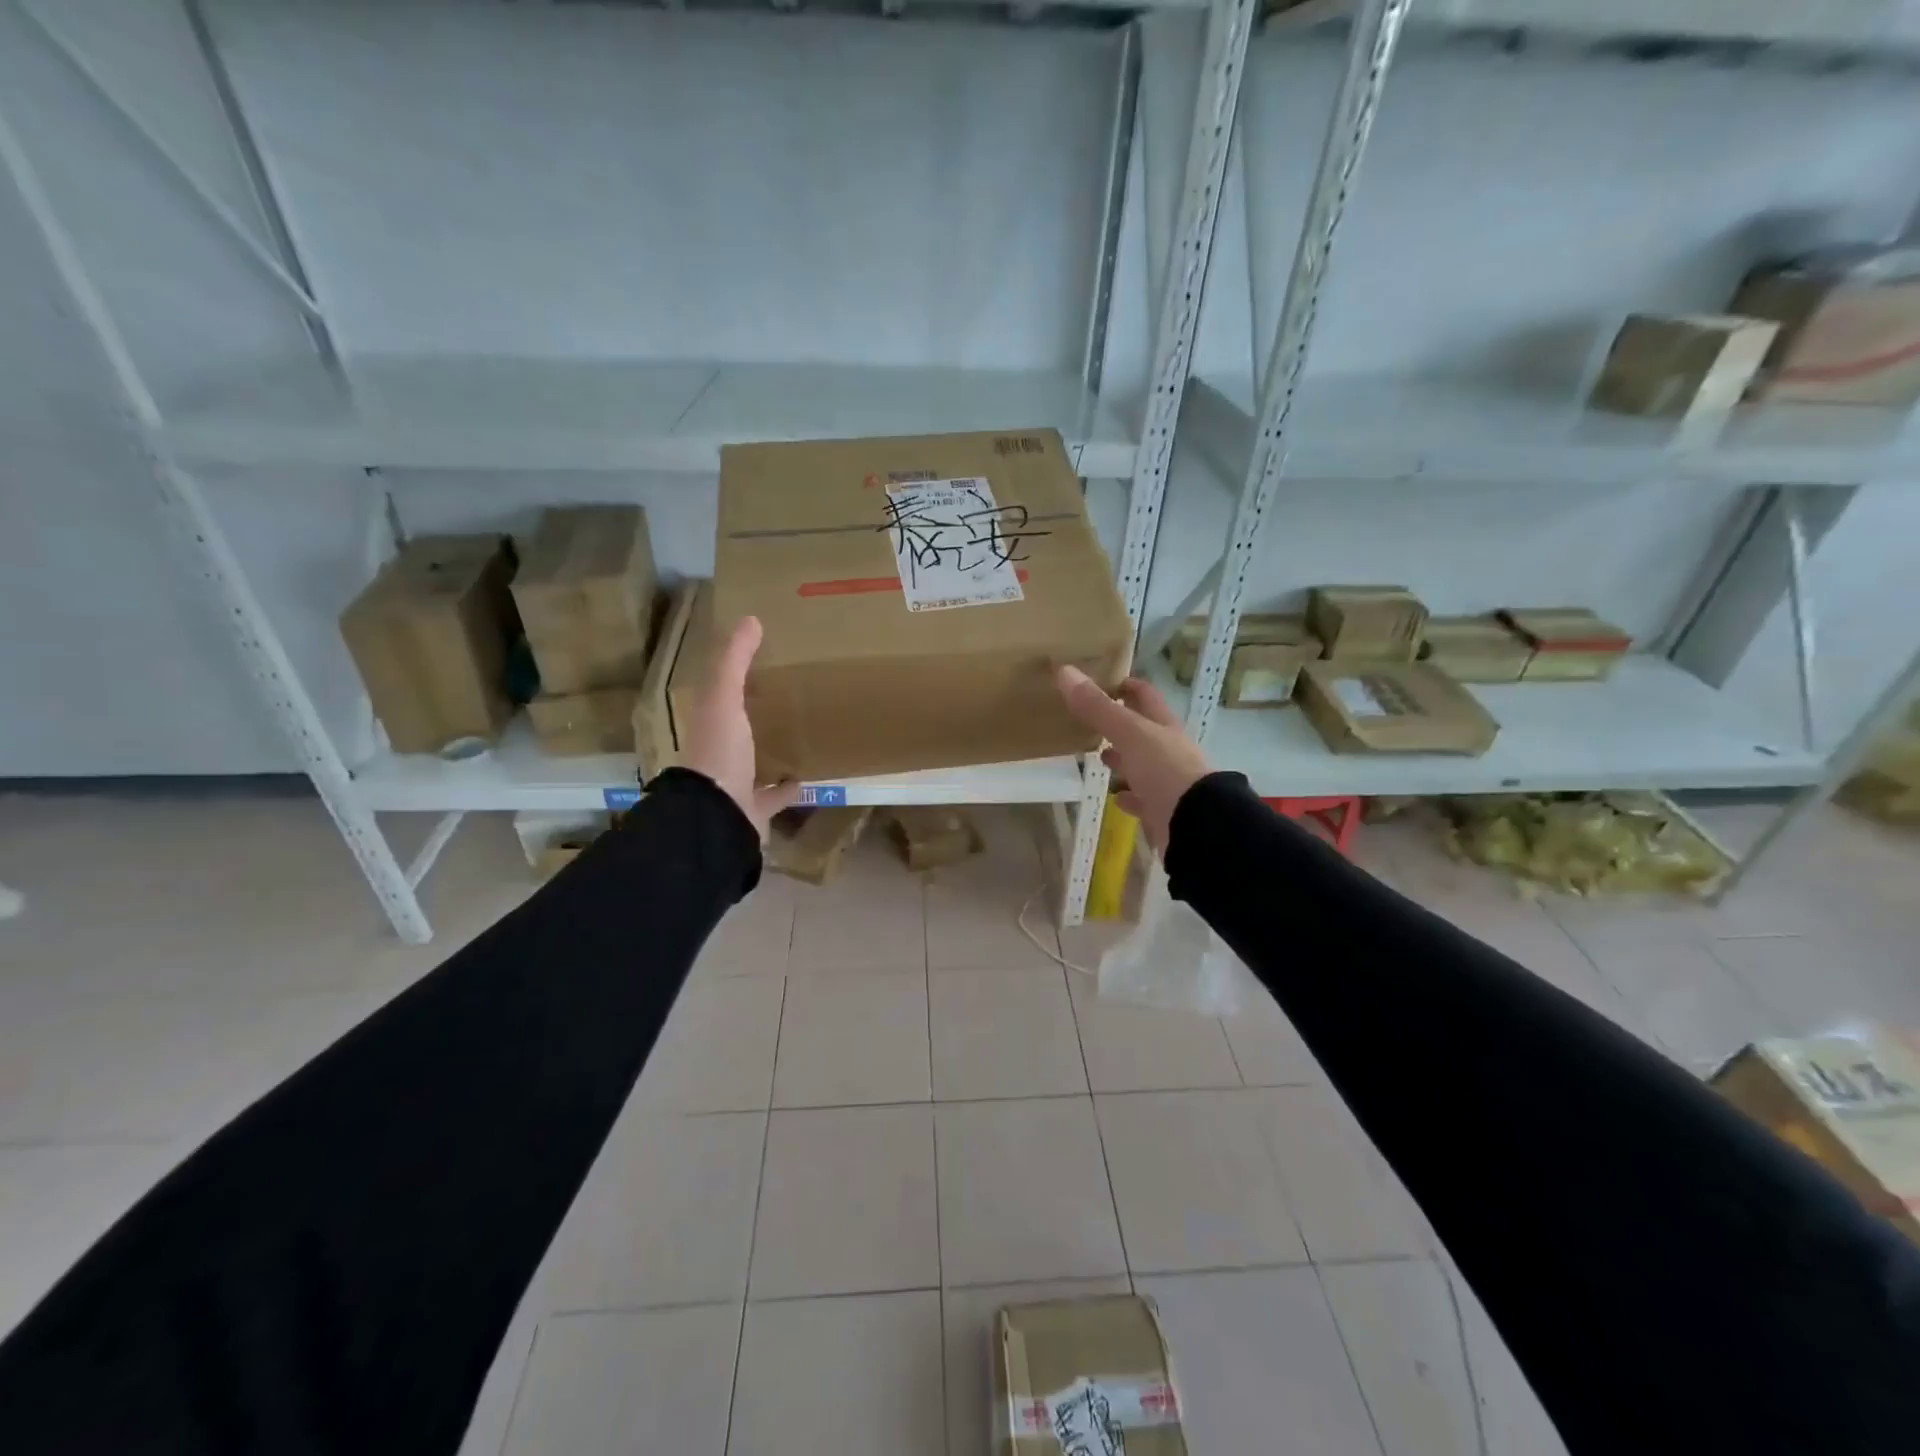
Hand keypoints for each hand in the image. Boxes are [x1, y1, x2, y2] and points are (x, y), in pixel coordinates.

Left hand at [682, 616, 799, 839]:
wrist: (720, 818)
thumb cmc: (720, 753)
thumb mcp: (724, 700)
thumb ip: (734, 661)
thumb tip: (750, 619)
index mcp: (708, 725)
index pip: (718, 695)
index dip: (734, 678)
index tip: (761, 661)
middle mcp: (718, 753)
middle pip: (737, 728)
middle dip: (755, 714)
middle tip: (785, 694)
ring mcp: (736, 784)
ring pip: (754, 762)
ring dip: (770, 749)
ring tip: (798, 731)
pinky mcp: (755, 809)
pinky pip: (774, 795)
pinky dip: (788, 786)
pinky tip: (807, 775)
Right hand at [1055, 666, 1209, 853]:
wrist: (1195, 824)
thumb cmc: (1164, 770)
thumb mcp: (1129, 734)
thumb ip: (1097, 707)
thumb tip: (1065, 671)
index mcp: (1164, 727)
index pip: (1146, 697)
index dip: (1128, 686)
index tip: (1104, 681)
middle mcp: (1168, 751)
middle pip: (1143, 731)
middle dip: (1121, 724)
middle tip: (1091, 720)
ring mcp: (1167, 782)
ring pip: (1142, 765)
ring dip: (1124, 759)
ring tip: (1100, 755)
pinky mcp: (1162, 811)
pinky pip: (1142, 799)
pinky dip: (1129, 795)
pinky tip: (1117, 796)